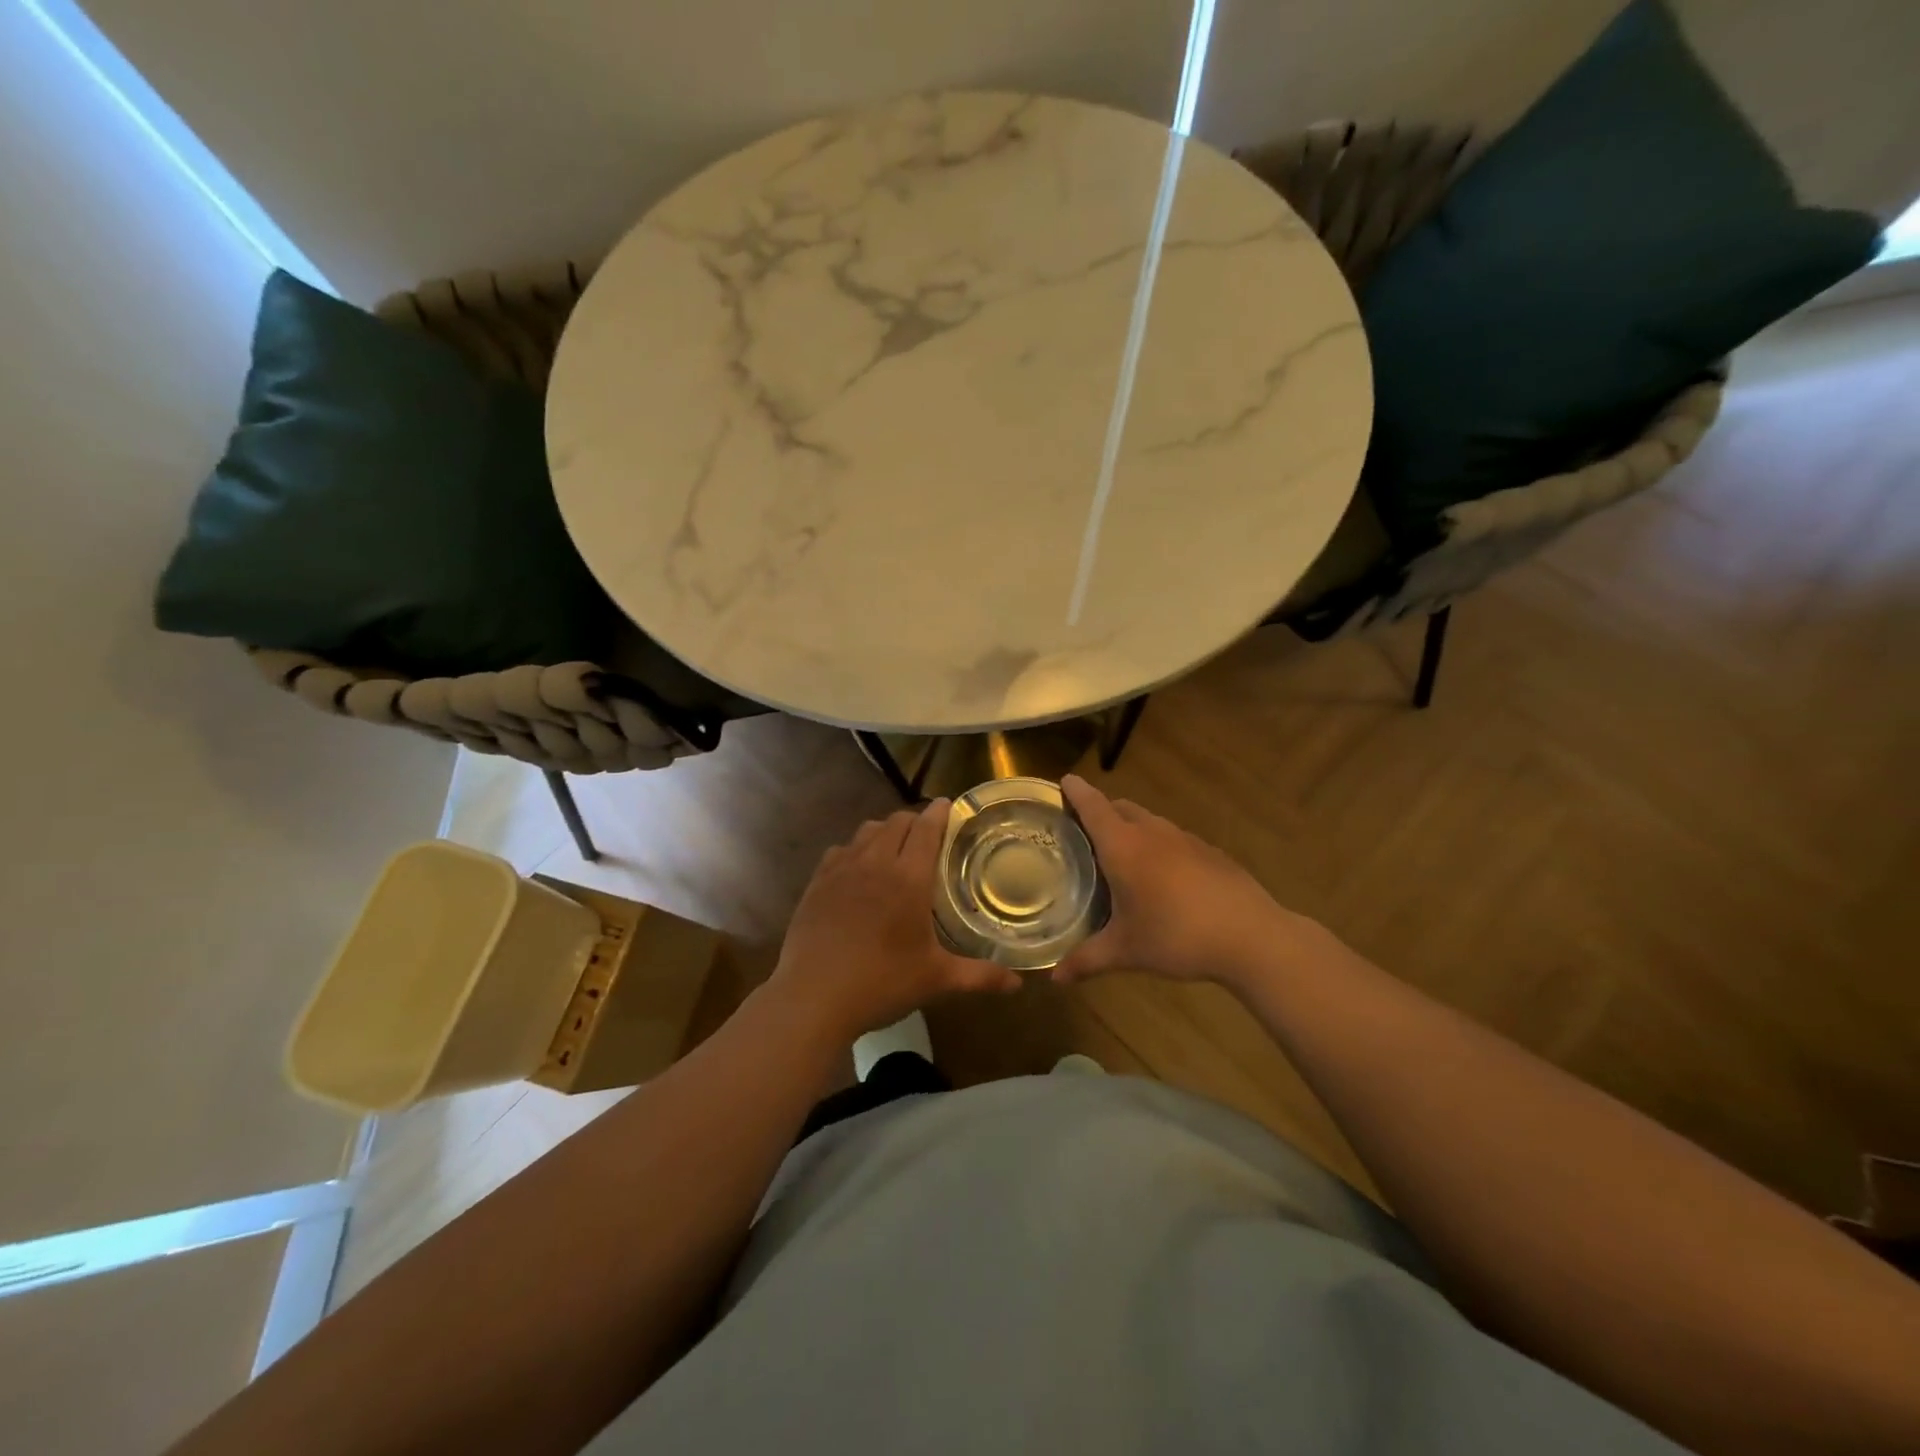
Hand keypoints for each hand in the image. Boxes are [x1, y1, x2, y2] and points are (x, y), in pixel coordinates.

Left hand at [768, 801, 1020, 1043]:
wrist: (813, 997)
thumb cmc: (882, 983)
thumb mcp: (936, 980)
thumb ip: (979, 976)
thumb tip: (1018, 983)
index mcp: (908, 878)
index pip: (927, 828)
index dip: (939, 812)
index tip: (949, 805)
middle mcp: (875, 862)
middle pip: (897, 822)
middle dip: (915, 820)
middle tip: (928, 834)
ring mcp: (841, 870)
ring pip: (867, 831)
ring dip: (885, 830)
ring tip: (894, 847)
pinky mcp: (816, 883)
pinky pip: (839, 850)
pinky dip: (855, 849)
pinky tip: (857, 869)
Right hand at [1054, 775, 1306, 989]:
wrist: (1251, 936)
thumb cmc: (1176, 936)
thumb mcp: (1126, 951)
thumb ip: (1087, 960)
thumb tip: (1055, 979)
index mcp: (1123, 846)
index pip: (1092, 806)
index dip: (1076, 792)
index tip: (1063, 781)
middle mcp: (1152, 832)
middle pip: (1120, 807)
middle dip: (1100, 811)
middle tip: (1083, 830)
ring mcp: (1185, 839)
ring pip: (1149, 821)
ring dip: (1131, 827)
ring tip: (1121, 855)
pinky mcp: (1210, 852)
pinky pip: (1173, 838)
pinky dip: (1158, 845)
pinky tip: (1163, 878)